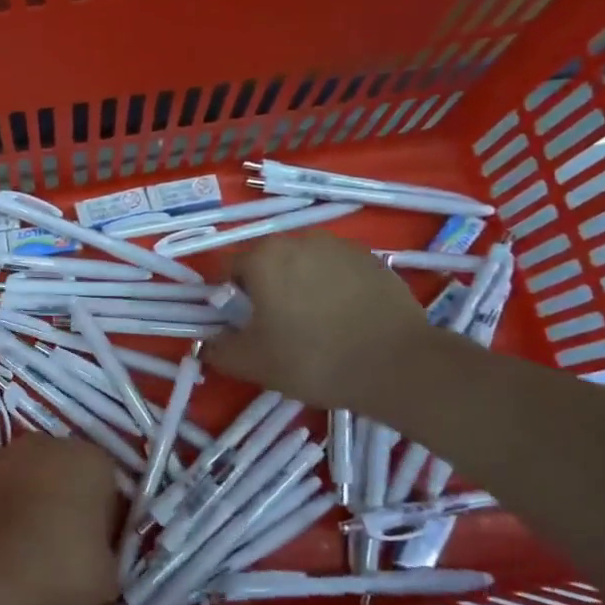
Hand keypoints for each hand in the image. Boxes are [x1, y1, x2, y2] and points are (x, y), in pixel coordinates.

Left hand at [0, 435, 119, 604]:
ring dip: (30, 503)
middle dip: (67, 502)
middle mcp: (49, 444)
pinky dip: (1, 511)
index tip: (98, 550)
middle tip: (64, 548)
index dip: (105, 519)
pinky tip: (0, 547)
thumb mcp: (109, 577)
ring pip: (29, 479)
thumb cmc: (61, 570)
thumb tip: (95, 556)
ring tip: (27, 551)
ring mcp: (5, 455)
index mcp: (92, 460)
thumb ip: (107, 554)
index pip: (108, 485)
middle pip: (66, 473)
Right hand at [203, 233, 436, 409]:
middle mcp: (298, 239)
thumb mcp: (254, 363)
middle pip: (266, 261)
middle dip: (263, 287)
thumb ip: (219, 350)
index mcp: (263, 258)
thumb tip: (205, 343)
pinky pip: (335, 268)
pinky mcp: (371, 258)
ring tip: (313, 322)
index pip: (226, 267)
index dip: (225, 295)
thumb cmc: (314, 359)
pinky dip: (331, 286)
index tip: (239, 323)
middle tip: (275, 325)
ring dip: (298, 284)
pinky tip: (343, 317)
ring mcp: (339, 246)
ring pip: (302, 262)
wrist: (398, 364)